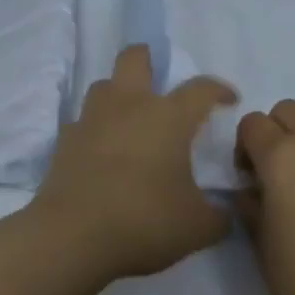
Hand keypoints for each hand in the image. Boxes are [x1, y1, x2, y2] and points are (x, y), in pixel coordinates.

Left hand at [29, 45, 236, 284]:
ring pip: (104, 85)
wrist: (72, 236)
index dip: (218, 89)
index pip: (200, 89)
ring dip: (119, 92)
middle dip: (149, 58)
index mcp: (168, 117)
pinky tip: (102, 149)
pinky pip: (83, 121)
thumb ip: (219, 215)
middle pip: (134, 58)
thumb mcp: (197, 226)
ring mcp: (92, 120)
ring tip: (131, 116)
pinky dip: (96, 128)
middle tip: (160, 77)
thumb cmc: (144, 221)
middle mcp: (129, 106)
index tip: (228, 100)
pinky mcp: (65, 141)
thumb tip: (226, 211)